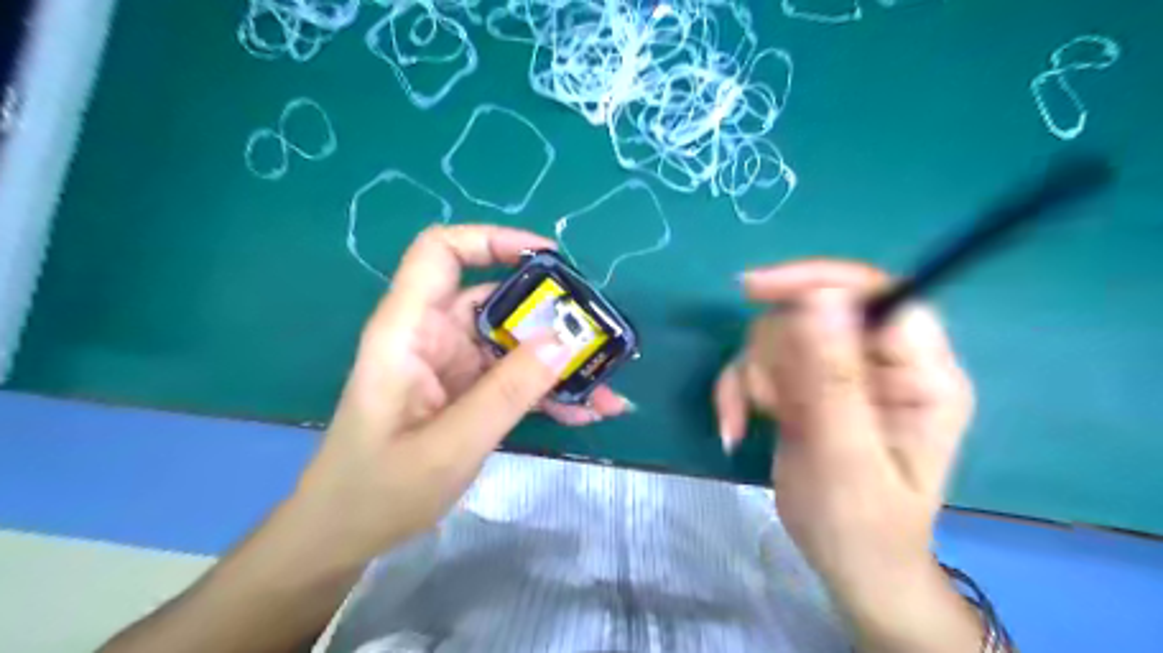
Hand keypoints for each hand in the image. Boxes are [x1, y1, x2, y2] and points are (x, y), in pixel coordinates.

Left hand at [297, 226, 631, 570]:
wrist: (346, 536)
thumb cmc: (379, 490)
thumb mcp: (451, 444)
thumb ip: (509, 391)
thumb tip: (566, 339)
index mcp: (409, 330)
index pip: (441, 253)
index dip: (492, 241)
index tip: (549, 259)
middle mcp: (433, 337)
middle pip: (496, 299)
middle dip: (551, 316)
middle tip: (599, 338)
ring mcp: (453, 366)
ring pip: (514, 343)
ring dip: (559, 363)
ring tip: (607, 391)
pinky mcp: (467, 392)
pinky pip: (514, 377)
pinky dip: (548, 391)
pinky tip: (586, 413)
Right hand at [715, 257, 973, 648]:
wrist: (846, 563)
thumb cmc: (861, 524)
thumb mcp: (846, 456)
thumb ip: (835, 378)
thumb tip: (819, 296)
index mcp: (921, 373)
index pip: (877, 293)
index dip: (818, 280)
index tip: (756, 290)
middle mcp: (882, 362)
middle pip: (812, 311)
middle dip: (776, 354)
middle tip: (771, 402)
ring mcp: (840, 372)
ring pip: (777, 334)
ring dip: (753, 375)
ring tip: (758, 418)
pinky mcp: (806, 386)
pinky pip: (757, 363)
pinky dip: (737, 390)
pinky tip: (737, 427)